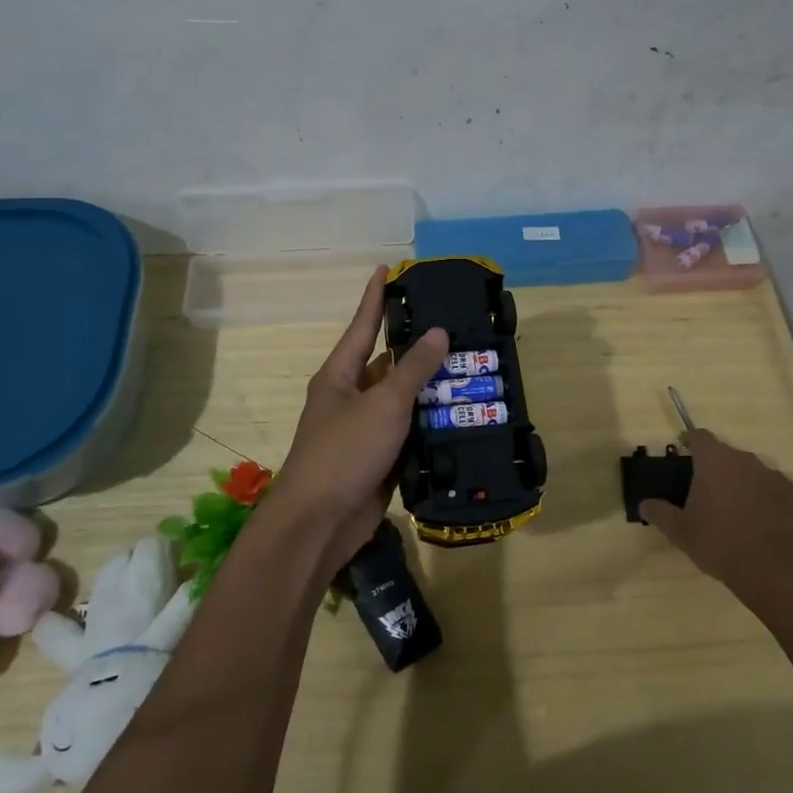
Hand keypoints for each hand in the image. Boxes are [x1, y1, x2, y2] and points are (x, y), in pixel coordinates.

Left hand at [266, 268, 449, 575]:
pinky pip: (411, 433)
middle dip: (420, 347)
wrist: (320, 524)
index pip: (362, 325)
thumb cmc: (344, 452)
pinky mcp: (381, 459)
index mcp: (340, 375)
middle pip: (389, 363)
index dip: (375, 296)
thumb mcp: (382, 404)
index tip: (388, 268)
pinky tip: (464, 416)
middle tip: (458, 326)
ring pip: (405, 400)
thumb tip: (438, 333)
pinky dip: (433, 426)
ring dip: (433, 390)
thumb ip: (412, 369)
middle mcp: (351, 397)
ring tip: (473, 369)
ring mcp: (366, 430)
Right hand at [639, 430, 792, 602]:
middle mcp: (747, 460)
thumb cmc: (720, 543)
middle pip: (729, 456)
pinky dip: (775, 505)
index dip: (690, 441)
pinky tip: (770, 528)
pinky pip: (783, 495)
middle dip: (719, 470)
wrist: (777, 569)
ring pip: (757, 475)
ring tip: (741, 514)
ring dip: (747, 487)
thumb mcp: (681, 532)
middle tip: (710, 494)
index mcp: (715, 461)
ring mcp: (778, 477)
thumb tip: (644, 504)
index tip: (684, 449)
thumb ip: (660, 513)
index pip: (699, 437)